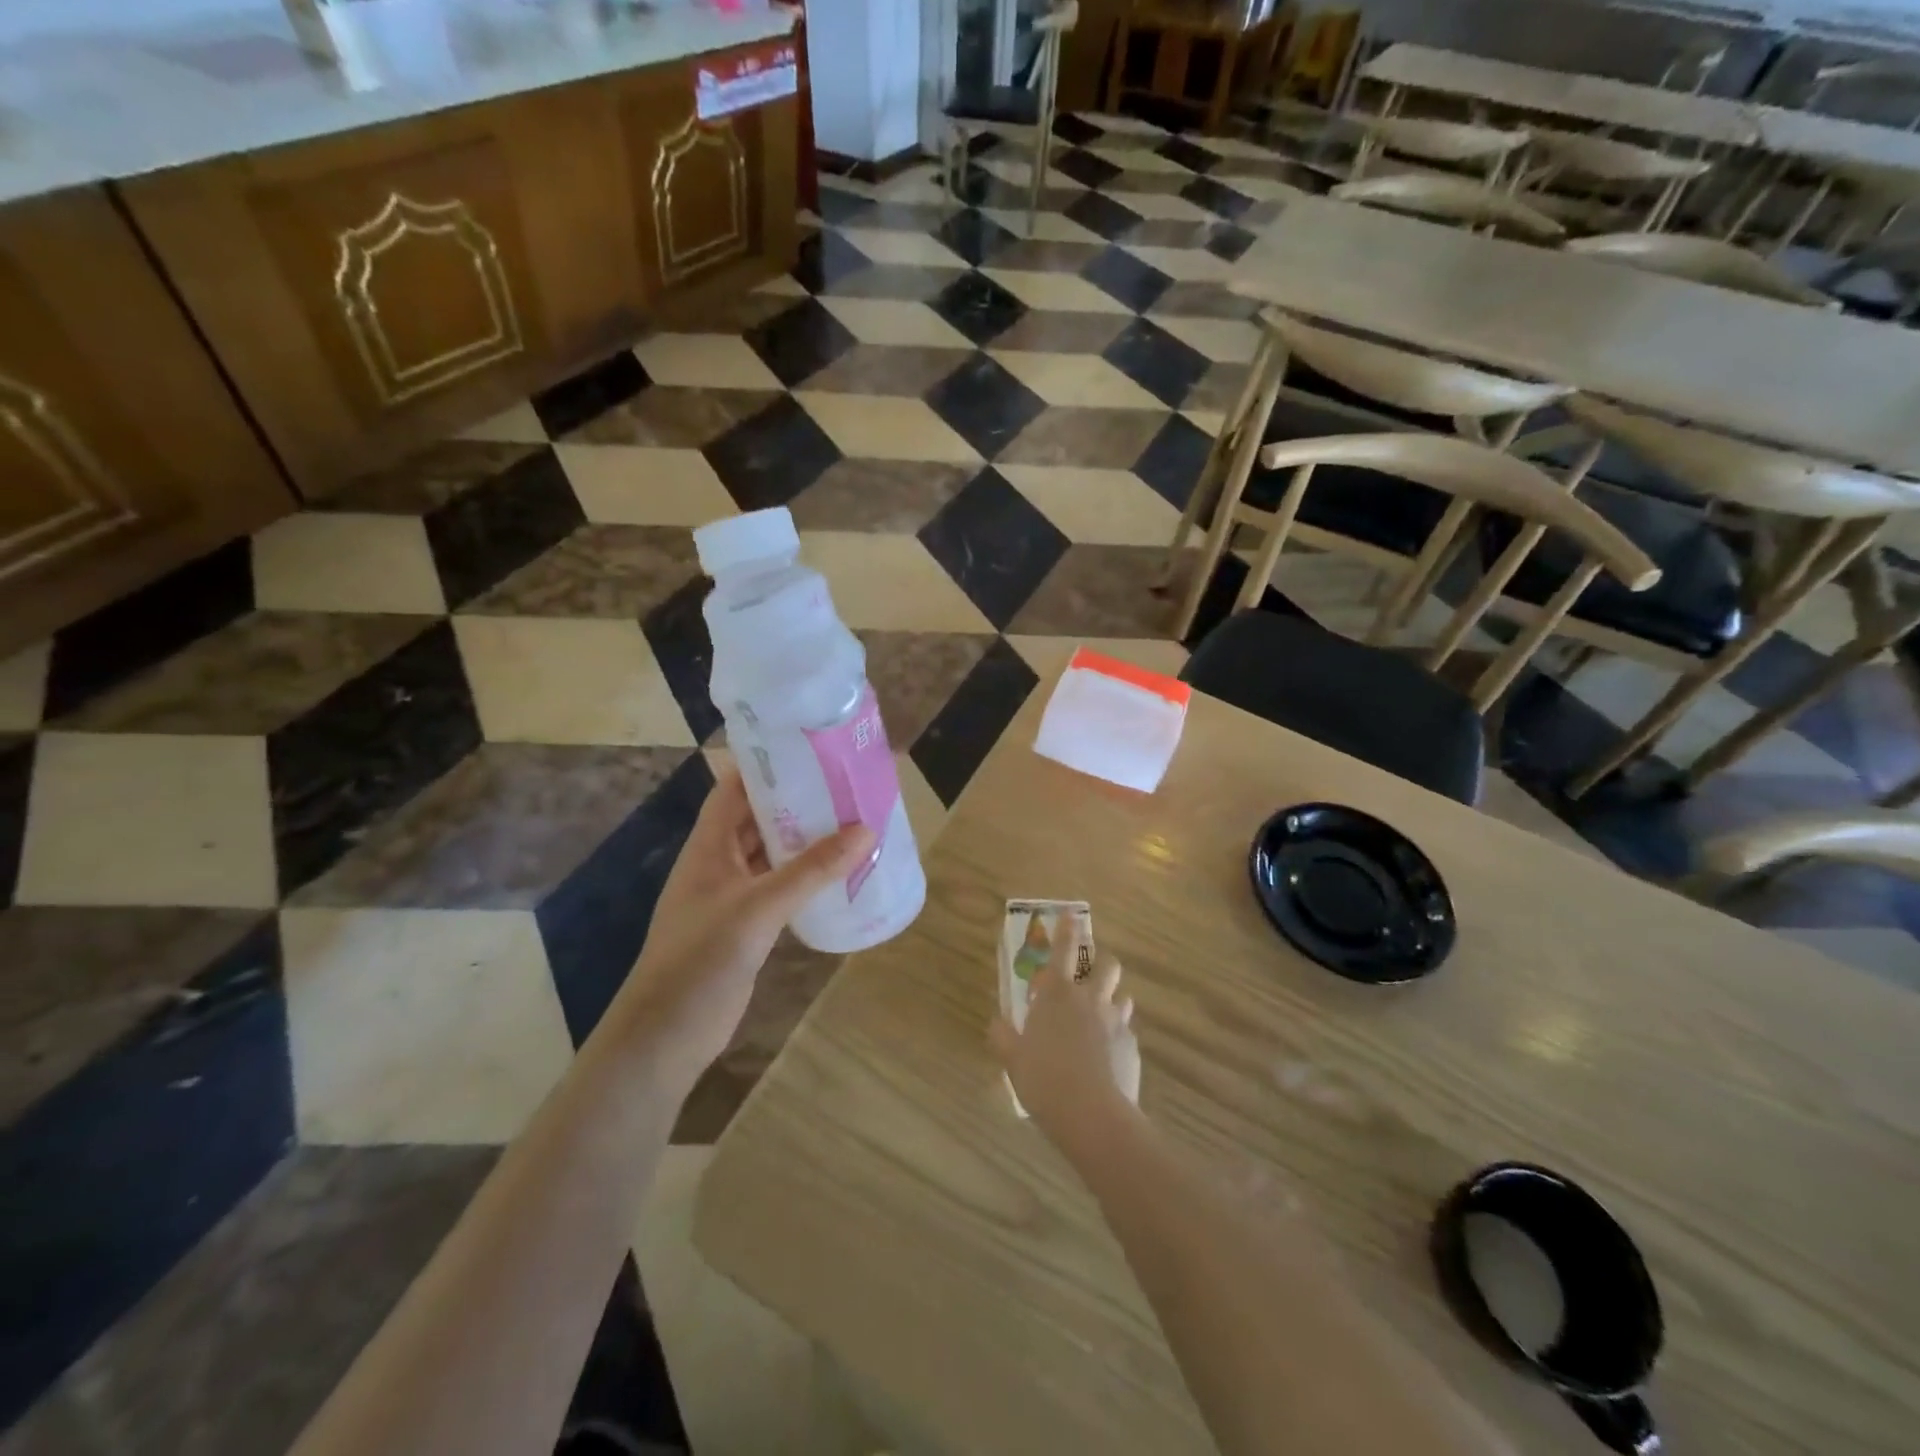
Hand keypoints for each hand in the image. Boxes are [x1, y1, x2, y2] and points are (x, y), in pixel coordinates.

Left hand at [613, 769, 874, 1086]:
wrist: (665, 1037)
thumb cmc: (701, 960)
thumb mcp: (758, 909)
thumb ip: (811, 870)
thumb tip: (865, 829)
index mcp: (709, 846)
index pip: (735, 788)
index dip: (768, 766)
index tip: (813, 750)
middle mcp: (719, 863)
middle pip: (758, 818)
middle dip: (797, 801)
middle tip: (846, 785)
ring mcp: (732, 896)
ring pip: (772, 854)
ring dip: (804, 840)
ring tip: (852, 821)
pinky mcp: (746, 926)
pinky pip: (779, 888)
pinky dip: (805, 877)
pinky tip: (839, 874)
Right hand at [990, 917, 1140, 1152]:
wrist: (1092, 1114)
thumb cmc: (1044, 1079)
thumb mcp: (1012, 1059)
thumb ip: (1003, 1037)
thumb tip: (996, 1023)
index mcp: (1057, 995)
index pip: (1063, 950)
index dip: (1067, 928)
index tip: (1072, 913)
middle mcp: (1090, 1000)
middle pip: (1106, 965)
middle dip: (1101, 961)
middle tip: (1091, 970)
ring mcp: (1115, 1022)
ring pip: (1121, 995)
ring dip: (1112, 998)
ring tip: (1101, 1013)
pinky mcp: (1132, 1046)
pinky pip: (1126, 1030)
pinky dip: (1117, 1034)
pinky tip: (1108, 1054)